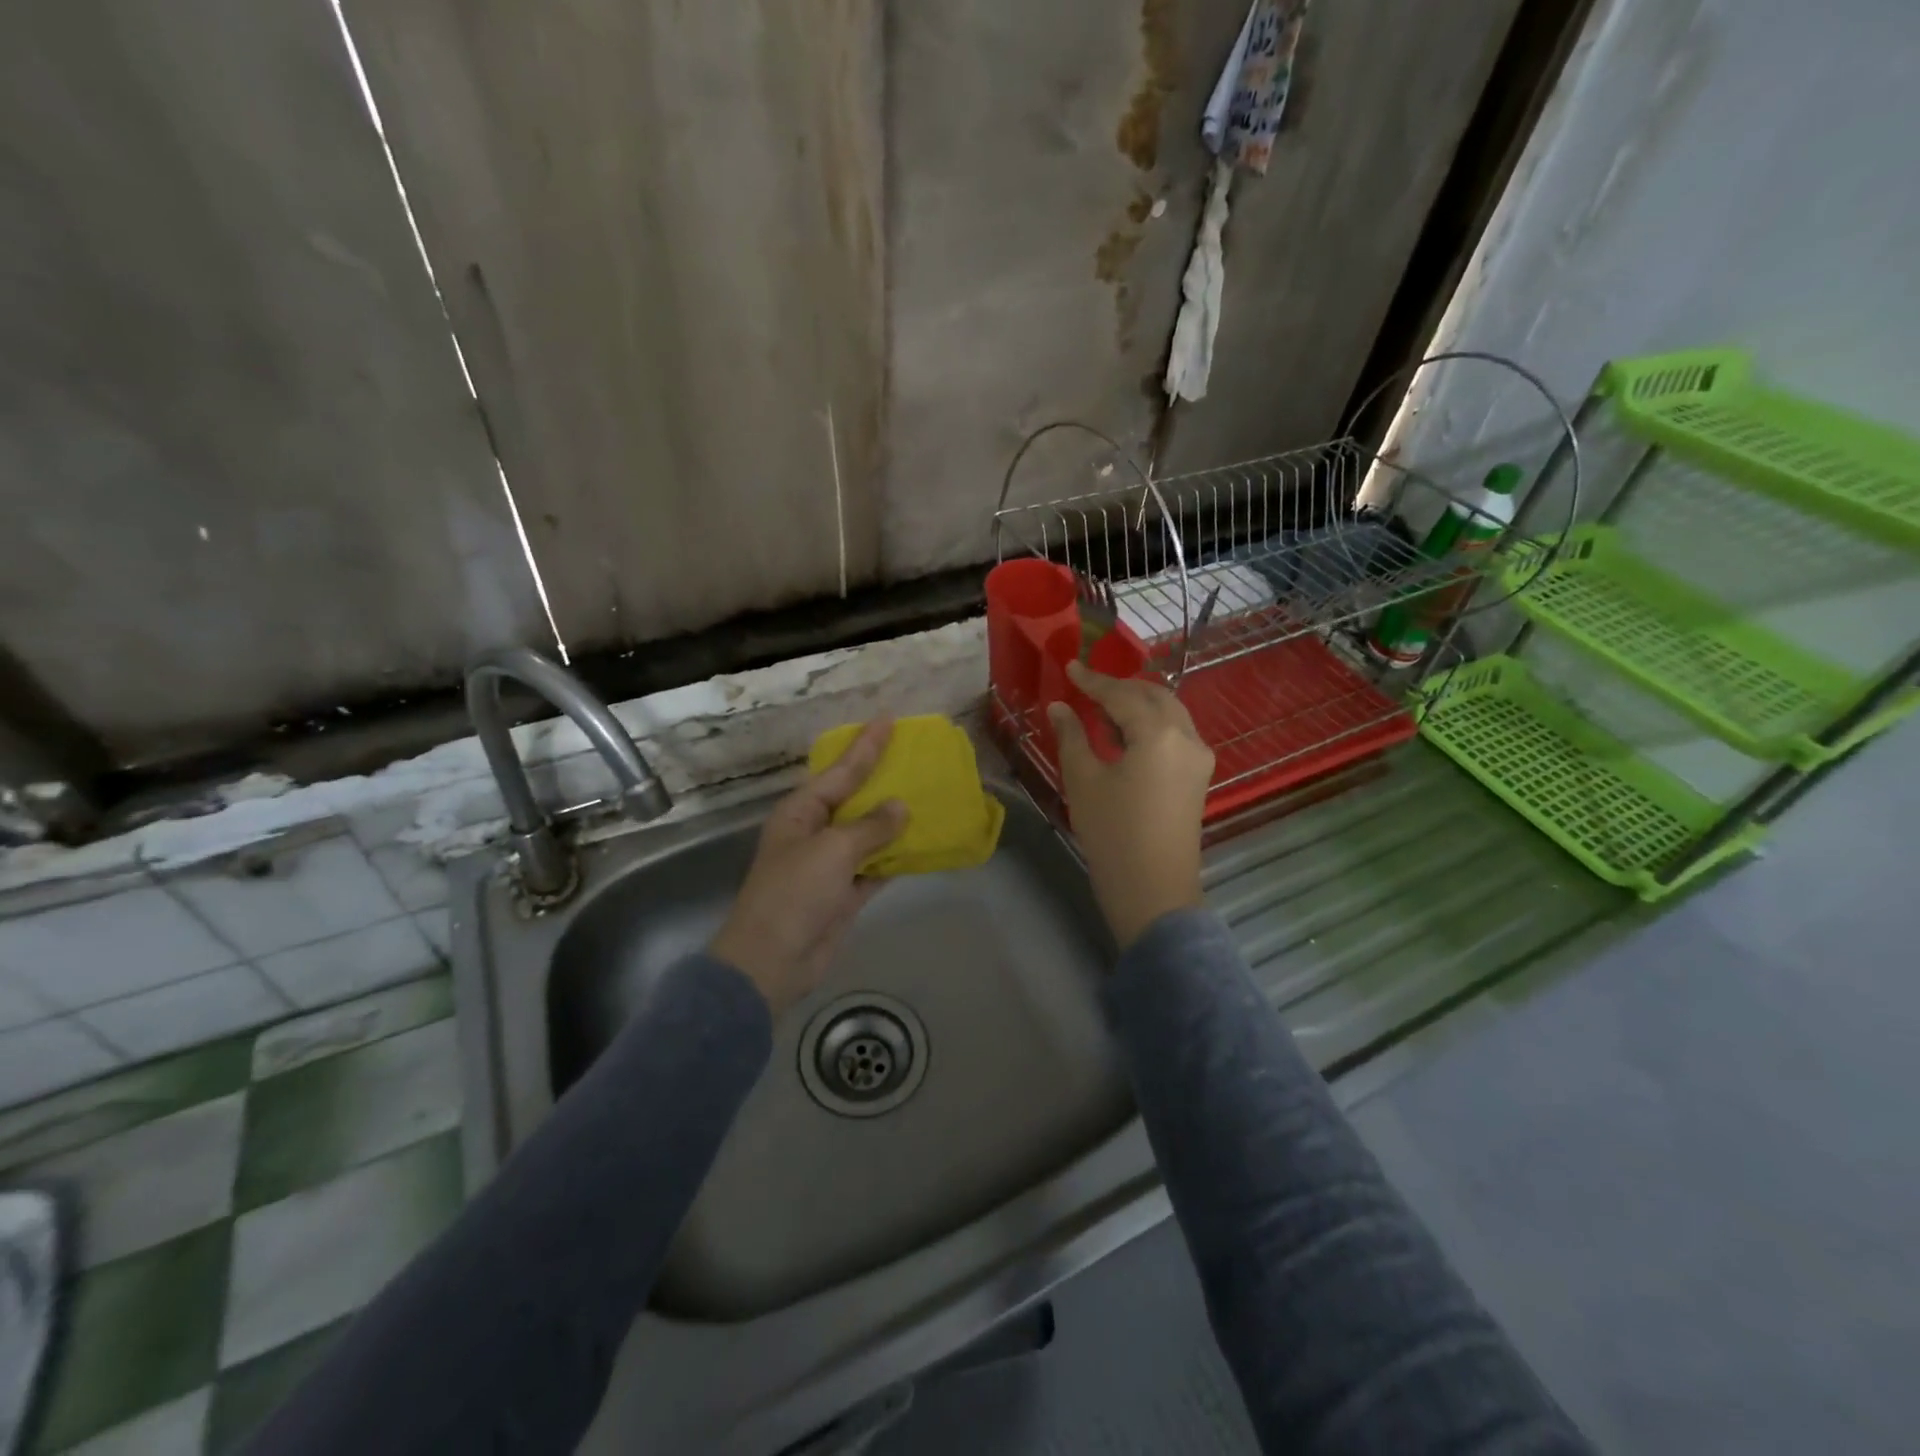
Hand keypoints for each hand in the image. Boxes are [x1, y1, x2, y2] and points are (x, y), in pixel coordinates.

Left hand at [709, 719, 908, 1013]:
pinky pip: (875, 866)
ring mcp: (830, 864)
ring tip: (926, 794)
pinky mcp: (844, 893)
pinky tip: (921, 843)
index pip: (841, 771)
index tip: (888, 720)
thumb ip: (871, 827)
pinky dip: (895, 856)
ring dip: (894, 820)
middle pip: (855, 799)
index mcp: (801, 811)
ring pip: (868, 833)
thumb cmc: (794, 894)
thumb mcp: (833, 851)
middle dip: (882, 779)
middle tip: (913, 755)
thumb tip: (901, 807)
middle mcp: (815, 831)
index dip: (866, 746)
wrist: (772, 961)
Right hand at [1047, 662, 1213, 949]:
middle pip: (1154, 695)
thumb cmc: (1112, 833)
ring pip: (1169, 712)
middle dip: (1120, 687)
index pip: (1122, 695)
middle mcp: (1187, 736)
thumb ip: (1072, 736)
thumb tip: (1060, 707)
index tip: (1070, 666)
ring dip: (1137, 703)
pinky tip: (1124, 734)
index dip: (1093, 680)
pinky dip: (1150, 724)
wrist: (1153, 890)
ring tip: (1102, 708)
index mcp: (1158, 733)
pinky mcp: (1199, 776)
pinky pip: (1175, 733)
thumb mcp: (1084, 781)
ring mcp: (1199, 757)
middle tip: (1086, 686)